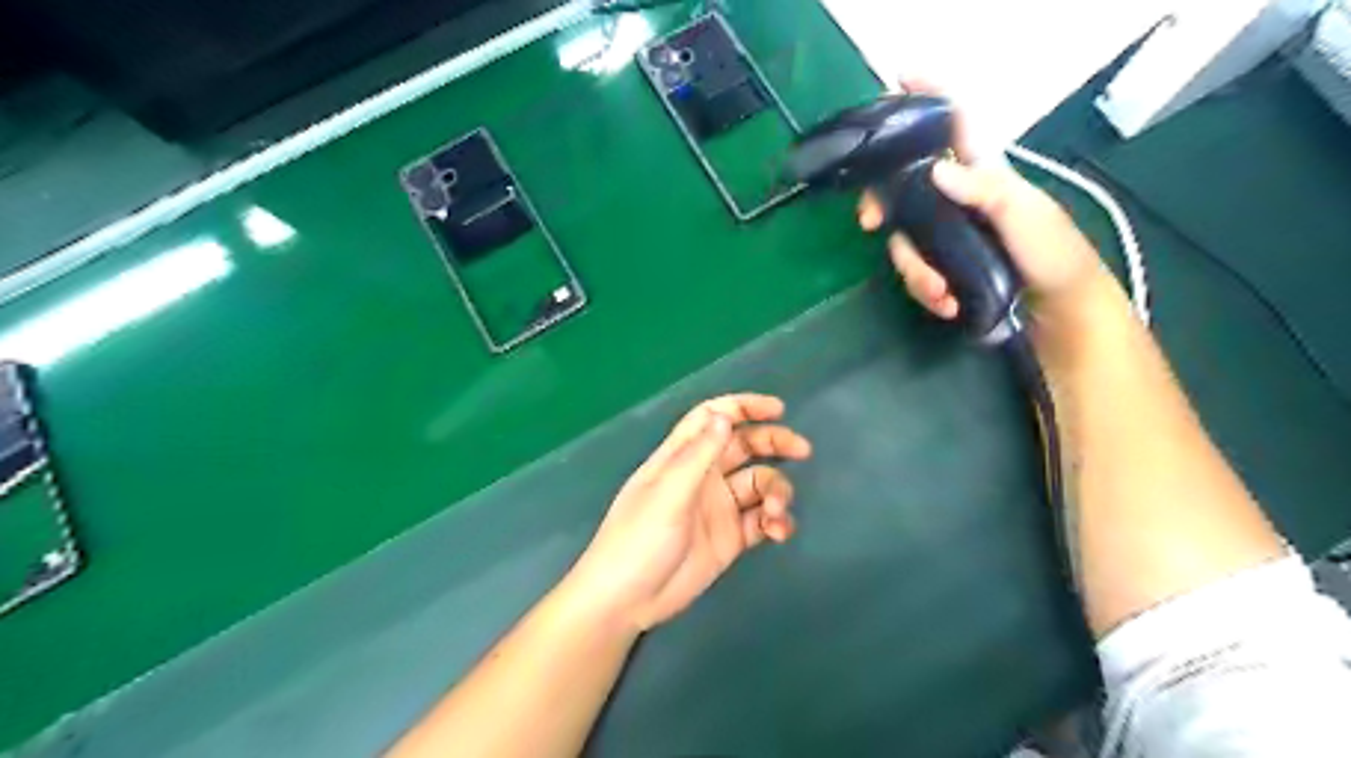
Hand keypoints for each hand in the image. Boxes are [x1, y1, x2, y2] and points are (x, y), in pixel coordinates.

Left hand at [564, 396, 804, 633]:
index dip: (744, 407)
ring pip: (760, 484)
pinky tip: (778, 533)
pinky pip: (762, 520)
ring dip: (776, 492)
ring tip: (774, 513)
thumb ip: (699, 455)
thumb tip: (724, 416)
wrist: (628, 600)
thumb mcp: (668, 493)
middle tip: (803, 450)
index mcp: (682, 456)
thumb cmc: (639, 538)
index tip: (778, 410)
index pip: (713, 418)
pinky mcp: (731, 538)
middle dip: (774, 443)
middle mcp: (704, 476)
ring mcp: (719, 507)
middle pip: (745, 446)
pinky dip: (776, 522)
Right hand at [866, 80, 1106, 323]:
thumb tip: (936, 170)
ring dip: (915, 271)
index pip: (955, 125)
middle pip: (904, 187)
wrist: (1057, 312)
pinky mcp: (943, 267)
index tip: (900, 78)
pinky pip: (916, 272)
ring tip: (940, 294)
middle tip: (867, 222)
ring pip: (904, 239)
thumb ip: (988, 191)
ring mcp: (946, 235)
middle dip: (880, 203)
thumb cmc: (1053, 254)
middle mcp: (957, 198)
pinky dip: (925, 291)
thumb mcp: (1027, 217)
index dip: (930, 97)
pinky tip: (946, 304)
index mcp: (984, 173)